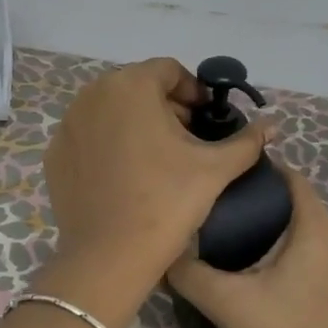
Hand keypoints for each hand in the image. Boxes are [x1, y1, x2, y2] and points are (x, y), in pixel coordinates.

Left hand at [41, 58, 272, 321]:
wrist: (109, 257)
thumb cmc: (167, 202)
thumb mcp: (216, 169)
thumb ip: (247, 140)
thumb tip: (273, 125)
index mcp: (132, 85)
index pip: (168, 70)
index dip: (193, 91)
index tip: (206, 119)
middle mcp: (93, 94)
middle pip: (137, 87)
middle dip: (165, 106)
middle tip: (186, 140)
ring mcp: (69, 124)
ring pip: (111, 110)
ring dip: (136, 123)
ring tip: (157, 159)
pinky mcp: (55, 153)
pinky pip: (89, 135)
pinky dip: (109, 144)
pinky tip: (125, 176)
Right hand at [167, 170, 327, 327]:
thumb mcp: (229, 303)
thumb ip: (191, 275)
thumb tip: (165, 252)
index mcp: (315, 228)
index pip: (292, 178)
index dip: (261, 170)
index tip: (227, 175)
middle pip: (296, 203)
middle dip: (261, 200)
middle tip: (221, 206)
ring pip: (303, 231)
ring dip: (273, 228)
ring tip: (233, 235)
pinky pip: (311, 254)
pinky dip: (286, 251)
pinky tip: (259, 270)